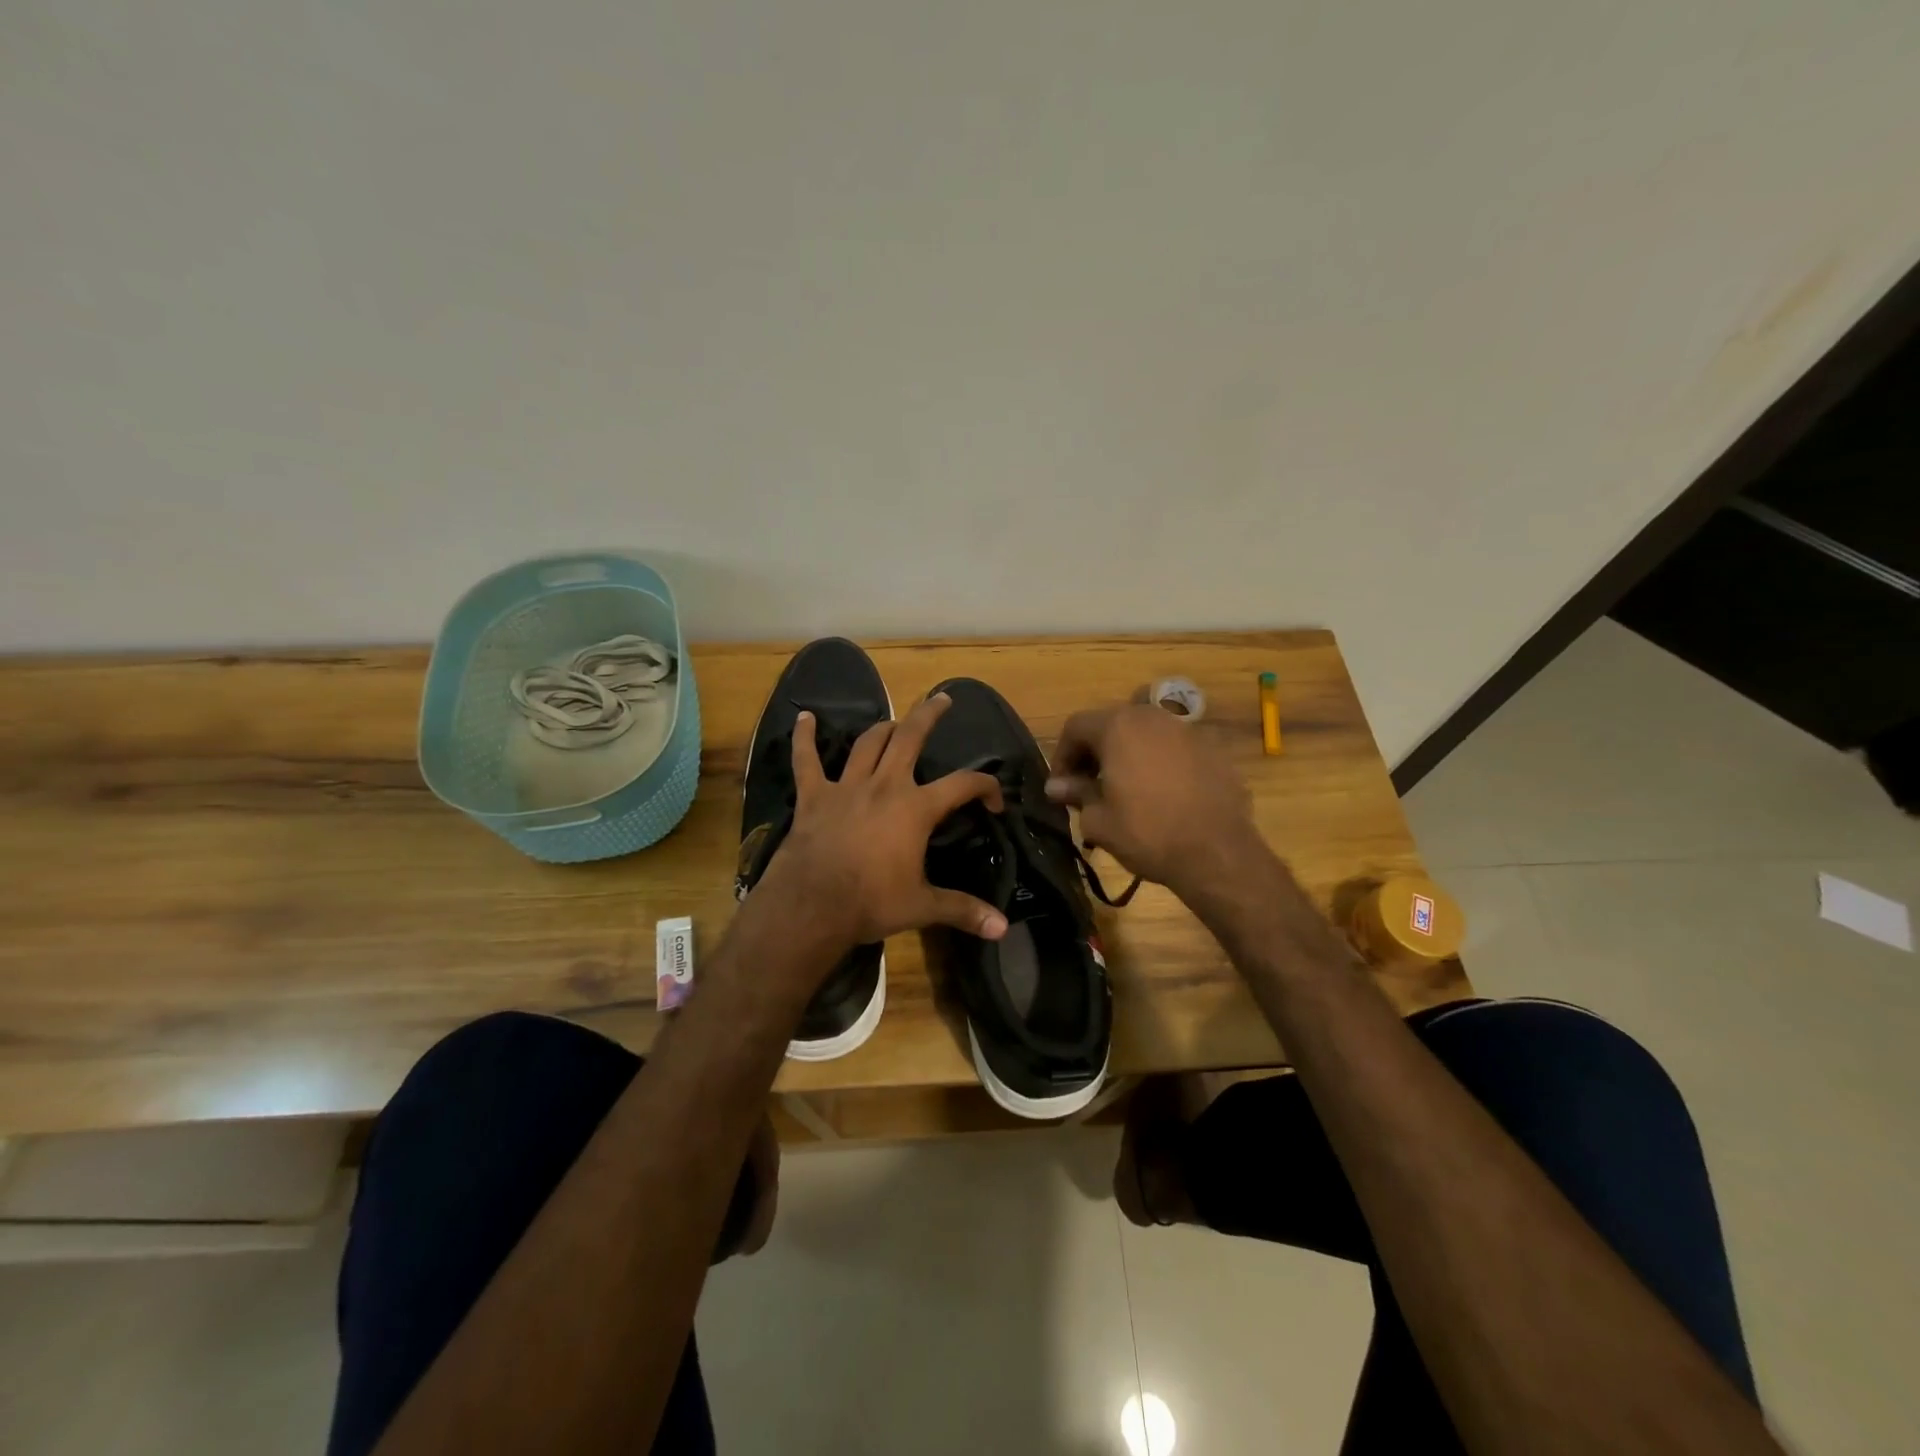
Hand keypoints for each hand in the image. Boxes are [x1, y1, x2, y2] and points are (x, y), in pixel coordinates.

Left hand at [754, 694, 1009, 952]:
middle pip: (911, 737)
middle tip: (942, 699)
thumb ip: (963, 910)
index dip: (986, 787)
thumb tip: (1003, 929)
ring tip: (894, 721)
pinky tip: (804, 717)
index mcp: (916, 808)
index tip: (995, 802)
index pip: (963, 785)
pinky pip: (807, 760)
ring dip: (883, 727)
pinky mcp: (814, 795)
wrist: (812, 906)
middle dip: (929, 715)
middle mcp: (885, 785)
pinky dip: (804, 737)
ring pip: (868, 743)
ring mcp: (847, 786)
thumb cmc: (871, 903)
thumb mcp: (922, 907)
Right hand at [1046, 702, 1264, 898]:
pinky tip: (1164, 794)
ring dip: (1129, 754)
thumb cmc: (1147, 833)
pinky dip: (1161, 762)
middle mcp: (1152, 717)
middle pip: (1112, 724)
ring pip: (1146, 733)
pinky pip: (1176, 748)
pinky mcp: (1214, 749)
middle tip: (1090, 787)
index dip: (1062, 755)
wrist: (1217, 853)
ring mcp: (1188, 730)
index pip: (1076, 726)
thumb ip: (1076, 794)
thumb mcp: (1098, 820)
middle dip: (1095, 752)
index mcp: (1118, 726)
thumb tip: (1056, 786)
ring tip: (1127, 789)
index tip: (1061, 786)